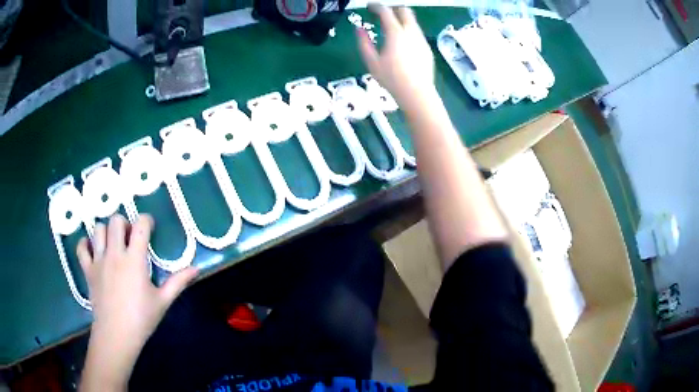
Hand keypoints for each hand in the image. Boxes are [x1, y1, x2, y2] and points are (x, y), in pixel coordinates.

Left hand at [77, 214, 197, 390]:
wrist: (116, 334)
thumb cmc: (141, 318)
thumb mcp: (162, 301)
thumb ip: (178, 282)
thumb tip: (196, 269)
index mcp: (134, 259)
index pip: (140, 226)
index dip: (146, 221)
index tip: (150, 228)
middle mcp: (115, 253)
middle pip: (116, 221)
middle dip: (125, 223)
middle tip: (130, 238)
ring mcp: (98, 260)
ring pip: (98, 229)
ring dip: (106, 231)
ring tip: (112, 244)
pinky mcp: (88, 270)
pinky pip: (81, 248)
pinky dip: (85, 244)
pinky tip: (92, 249)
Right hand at [357, 4, 435, 109]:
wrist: (417, 93)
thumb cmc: (392, 79)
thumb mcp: (371, 62)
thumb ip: (364, 43)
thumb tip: (359, 30)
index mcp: (396, 33)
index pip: (386, 11)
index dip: (376, 6)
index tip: (370, 7)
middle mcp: (411, 32)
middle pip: (405, 11)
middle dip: (393, 8)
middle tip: (383, 13)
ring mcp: (421, 40)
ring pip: (413, 21)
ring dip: (402, 19)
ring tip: (391, 27)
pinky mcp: (427, 48)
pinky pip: (417, 32)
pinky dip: (408, 30)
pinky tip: (403, 42)